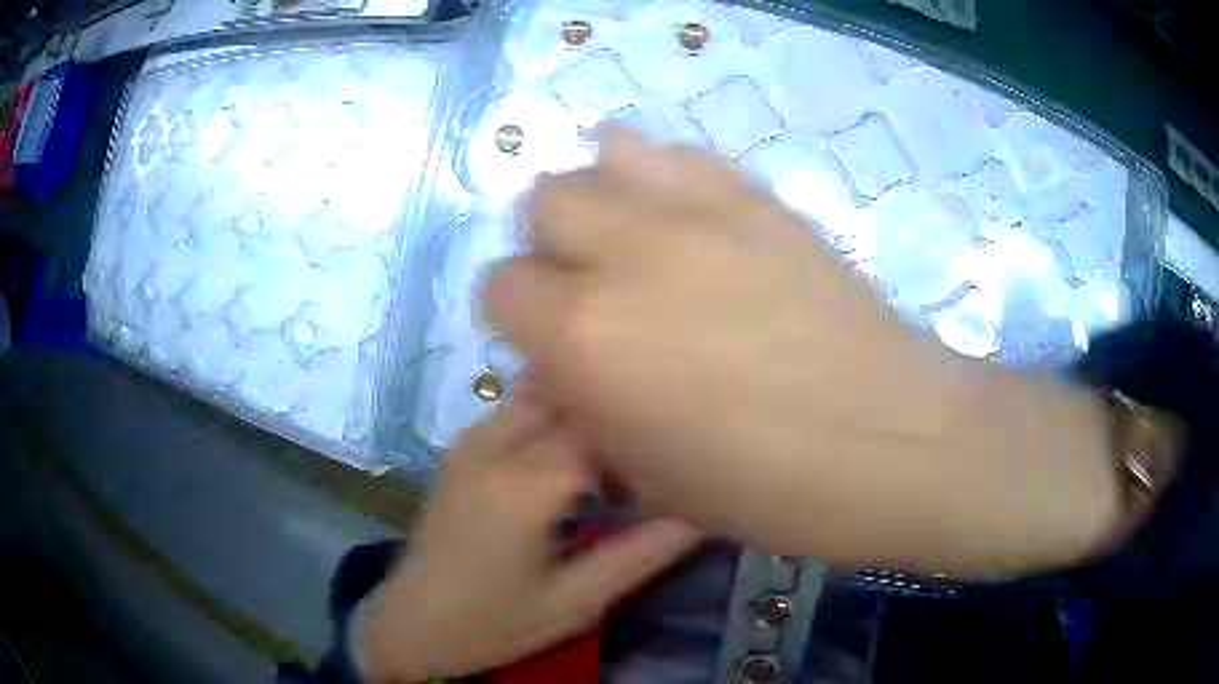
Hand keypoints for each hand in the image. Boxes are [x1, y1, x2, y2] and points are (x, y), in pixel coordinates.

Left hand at [361, 402, 699, 682]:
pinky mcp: (462, 446)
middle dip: (617, 412)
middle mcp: (491, 445)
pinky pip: (521, 409)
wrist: (412, 623)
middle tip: (656, 449)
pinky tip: (577, 458)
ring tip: (623, 453)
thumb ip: (644, 553)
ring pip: (545, 393)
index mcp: (521, 486)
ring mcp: (471, 440)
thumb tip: (706, 512)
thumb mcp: (577, 601)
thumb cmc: (495, 623)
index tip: (680, 458)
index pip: (602, 426)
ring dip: (587, 411)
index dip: (648, 434)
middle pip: (571, 394)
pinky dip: (558, 418)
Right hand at [485, 132, 1120, 574]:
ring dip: (600, 198)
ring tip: (634, 240)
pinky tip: (684, 215)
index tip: (551, 342)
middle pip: (542, 202)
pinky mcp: (756, 194)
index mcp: (585, 339)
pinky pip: (678, 152)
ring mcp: (696, 209)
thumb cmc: (770, 489)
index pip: (499, 287)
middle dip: (551, 245)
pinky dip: (662, 174)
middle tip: (593, 287)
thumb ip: (587, 405)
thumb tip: (564, 361)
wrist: (893, 440)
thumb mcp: (648, 477)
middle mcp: (625, 254)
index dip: (518, 317)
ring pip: (600, 157)